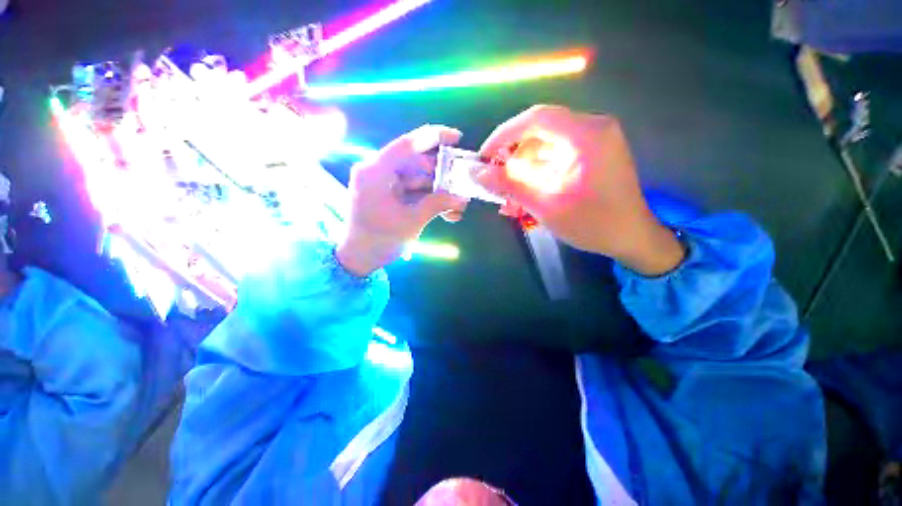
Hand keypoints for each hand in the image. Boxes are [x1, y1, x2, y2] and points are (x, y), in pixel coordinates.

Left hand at [337, 125, 469, 275]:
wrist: (359, 260)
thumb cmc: (379, 241)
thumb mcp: (411, 222)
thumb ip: (437, 205)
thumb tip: (462, 198)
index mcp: (375, 172)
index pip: (406, 145)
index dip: (433, 137)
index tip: (457, 137)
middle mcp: (378, 172)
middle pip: (416, 163)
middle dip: (442, 175)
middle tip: (463, 183)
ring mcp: (384, 184)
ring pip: (418, 179)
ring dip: (439, 192)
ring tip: (459, 205)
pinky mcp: (389, 195)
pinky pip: (413, 191)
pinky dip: (429, 200)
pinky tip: (448, 213)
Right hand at [476, 105, 684, 275]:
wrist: (632, 238)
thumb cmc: (593, 224)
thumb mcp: (545, 205)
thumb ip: (510, 185)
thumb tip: (478, 172)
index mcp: (586, 135)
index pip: (536, 118)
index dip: (504, 134)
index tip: (485, 156)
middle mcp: (593, 128)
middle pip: (540, 132)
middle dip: (514, 157)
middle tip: (497, 181)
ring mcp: (595, 140)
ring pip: (546, 145)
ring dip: (524, 169)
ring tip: (510, 196)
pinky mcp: (593, 153)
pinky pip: (557, 155)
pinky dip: (539, 172)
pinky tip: (527, 193)